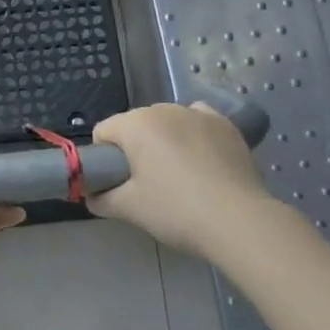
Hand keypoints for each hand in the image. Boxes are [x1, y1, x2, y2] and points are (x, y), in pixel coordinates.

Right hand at [87, 102, 277, 261]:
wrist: (238, 221)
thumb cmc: (176, 210)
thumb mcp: (130, 209)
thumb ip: (102, 199)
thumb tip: (91, 196)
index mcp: (136, 124)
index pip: (103, 132)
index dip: (103, 158)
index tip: (117, 183)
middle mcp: (165, 108)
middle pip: (136, 125)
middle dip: (135, 148)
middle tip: (147, 185)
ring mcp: (199, 113)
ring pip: (168, 122)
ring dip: (165, 141)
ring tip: (179, 175)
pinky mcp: (226, 124)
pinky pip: (198, 122)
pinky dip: (194, 135)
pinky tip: (202, 160)